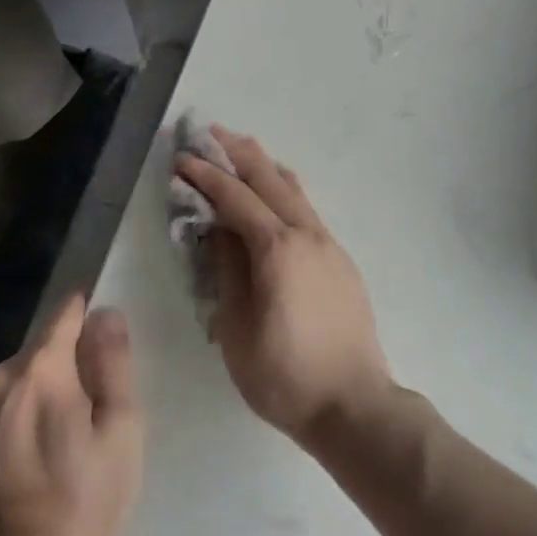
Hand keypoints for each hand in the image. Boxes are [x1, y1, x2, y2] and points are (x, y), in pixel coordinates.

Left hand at [0, 295, 143, 535]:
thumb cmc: (80, 498)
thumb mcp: (120, 429)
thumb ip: (114, 363)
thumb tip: (105, 313)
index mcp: (40, 368)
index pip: (66, 313)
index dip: (89, 314)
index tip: (106, 339)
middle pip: (44, 348)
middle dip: (70, 363)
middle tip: (94, 408)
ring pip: (21, 379)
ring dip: (43, 391)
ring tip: (64, 437)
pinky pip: (1, 409)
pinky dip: (19, 417)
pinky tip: (33, 457)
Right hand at [176, 129, 392, 446]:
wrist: (354, 403)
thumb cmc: (284, 375)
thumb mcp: (236, 328)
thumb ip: (227, 271)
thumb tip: (218, 230)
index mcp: (277, 248)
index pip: (235, 199)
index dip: (206, 177)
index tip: (182, 158)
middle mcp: (306, 234)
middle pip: (269, 180)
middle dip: (238, 153)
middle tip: (212, 131)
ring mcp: (329, 244)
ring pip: (294, 190)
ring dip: (266, 166)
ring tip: (243, 148)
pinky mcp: (340, 260)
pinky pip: (307, 210)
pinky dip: (285, 191)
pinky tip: (276, 194)